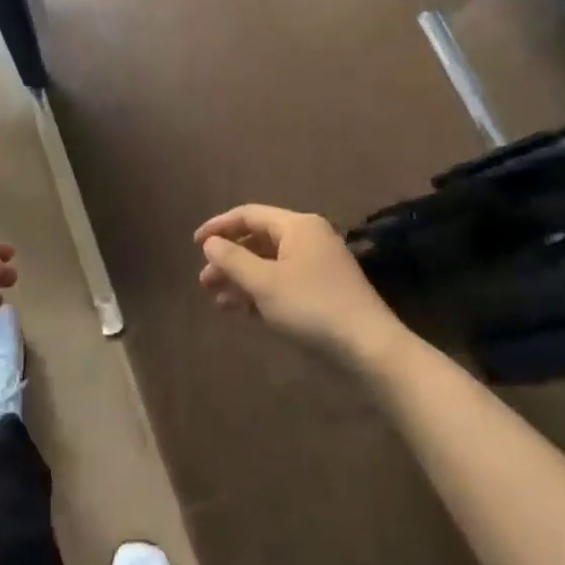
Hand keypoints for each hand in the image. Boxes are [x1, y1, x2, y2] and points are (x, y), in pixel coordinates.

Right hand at [195, 205, 408, 370]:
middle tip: (205, 282)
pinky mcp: (322, 291)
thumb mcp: (264, 283)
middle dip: (228, 259)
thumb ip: (232, 259)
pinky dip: (260, 292)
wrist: (369, 349)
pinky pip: (282, 282)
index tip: (194, 245)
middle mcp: (308, 239)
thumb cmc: (312, 307)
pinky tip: (242, 311)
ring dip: (241, 279)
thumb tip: (210, 243)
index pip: (248, 215)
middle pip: (258, 240)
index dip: (218, 227)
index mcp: (297, 226)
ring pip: (268, 264)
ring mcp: (317, 266)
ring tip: (218, 301)